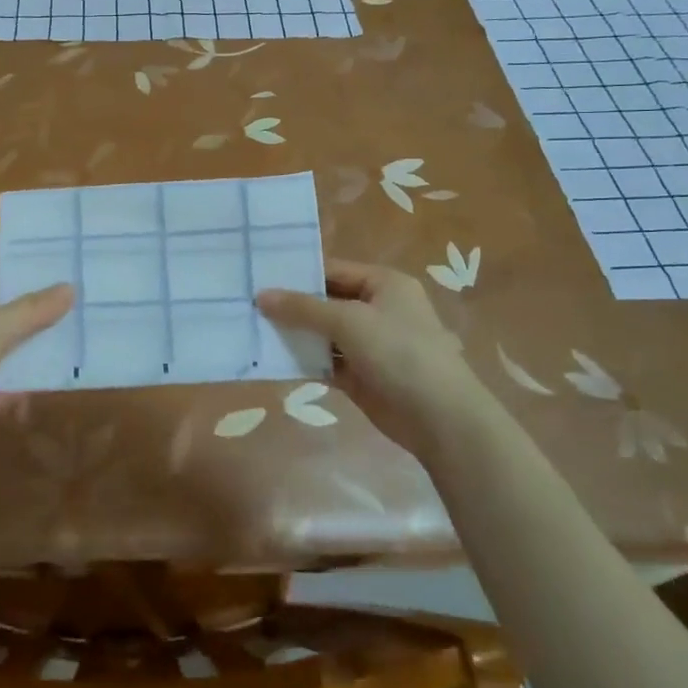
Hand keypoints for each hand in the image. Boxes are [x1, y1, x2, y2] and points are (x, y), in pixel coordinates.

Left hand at [0, 277, 73, 460]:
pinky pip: (15, 377)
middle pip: (11, 317)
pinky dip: (35, 375)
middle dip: (45, 318)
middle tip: (89, 308)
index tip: (73, 281)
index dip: (34, 285)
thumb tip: (71, 288)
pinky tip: (70, 370)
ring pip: (15, 348)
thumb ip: (32, 311)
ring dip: (43, 347)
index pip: (1, 285)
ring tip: (88, 337)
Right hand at [257, 259, 474, 456]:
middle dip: (292, 306)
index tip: (259, 277)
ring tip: (252, 329)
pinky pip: (327, 362)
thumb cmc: (399, 353)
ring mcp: (370, 344)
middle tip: (248, 304)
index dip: (298, 274)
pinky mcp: (362, 376)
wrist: (439, 417)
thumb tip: (261, 295)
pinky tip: (273, 360)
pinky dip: (305, 361)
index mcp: (384, 284)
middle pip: (327, 301)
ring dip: (295, 335)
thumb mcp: (349, 321)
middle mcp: (378, 309)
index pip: (333, 270)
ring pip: (324, 334)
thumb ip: (303, 308)